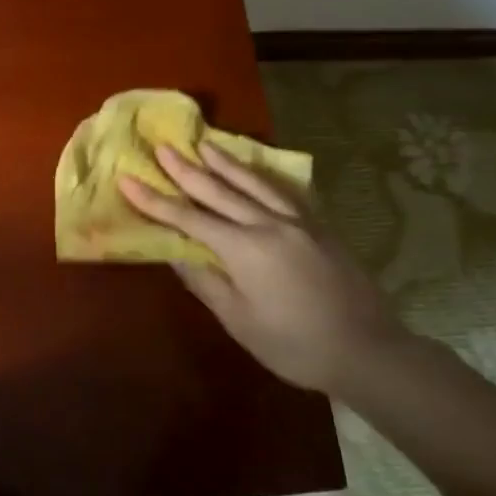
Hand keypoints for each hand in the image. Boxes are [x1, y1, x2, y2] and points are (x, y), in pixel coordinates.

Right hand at [118, 141, 409, 393]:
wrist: (368, 351)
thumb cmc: (293, 344)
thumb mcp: (238, 319)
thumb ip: (205, 280)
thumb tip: (174, 253)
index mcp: (244, 248)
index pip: (187, 218)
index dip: (154, 199)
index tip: (127, 179)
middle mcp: (269, 225)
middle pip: (220, 190)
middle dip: (186, 169)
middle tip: (163, 146)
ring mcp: (299, 223)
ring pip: (255, 184)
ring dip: (225, 163)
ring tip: (205, 144)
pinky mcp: (320, 229)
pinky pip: (285, 192)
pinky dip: (263, 177)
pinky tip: (256, 171)